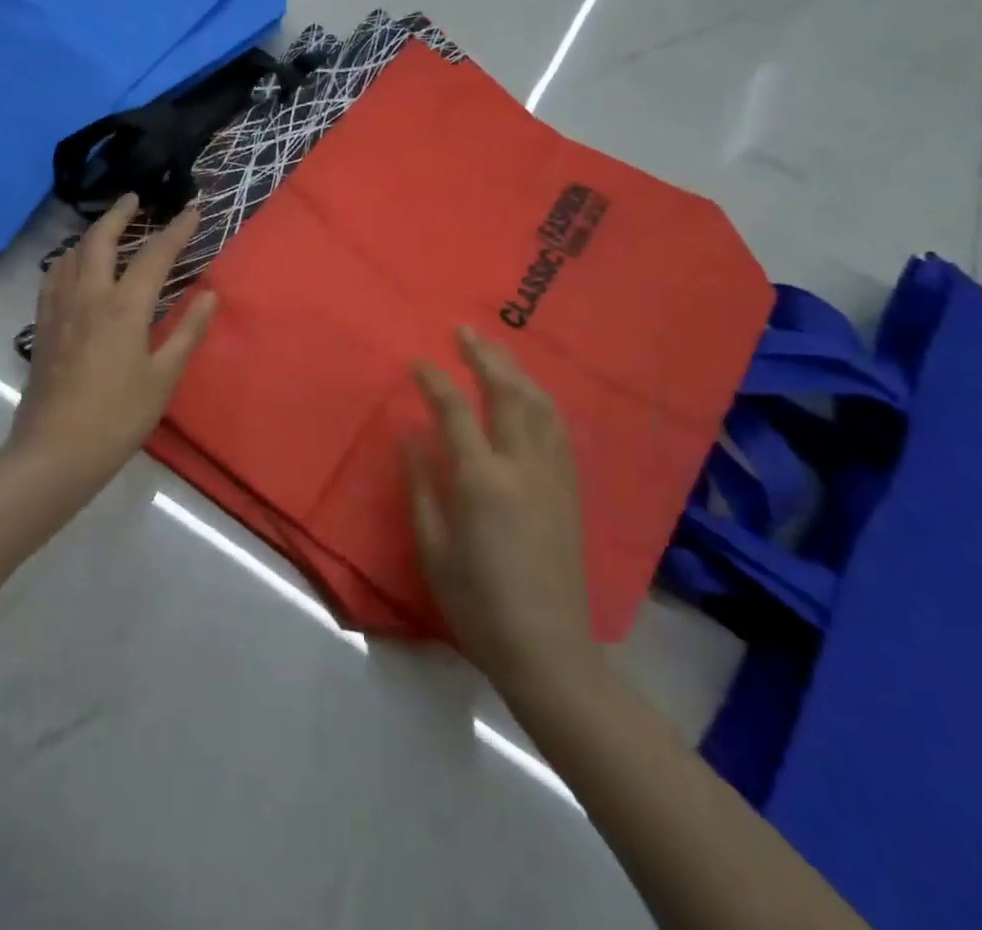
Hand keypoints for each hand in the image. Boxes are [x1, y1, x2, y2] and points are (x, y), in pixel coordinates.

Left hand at [9, 194, 218, 487]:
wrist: (56, 450)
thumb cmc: (118, 416)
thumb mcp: (163, 377)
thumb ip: (188, 331)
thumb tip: (211, 295)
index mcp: (123, 307)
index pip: (154, 256)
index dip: (176, 231)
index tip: (193, 210)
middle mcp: (88, 296)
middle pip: (100, 239)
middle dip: (119, 213)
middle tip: (135, 198)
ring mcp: (59, 309)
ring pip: (70, 253)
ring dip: (91, 233)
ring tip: (106, 229)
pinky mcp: (42, 325)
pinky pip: (53, 276)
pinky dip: (67, 258)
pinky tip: (72, 267)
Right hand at [409, 328, 606, 699]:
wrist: (549, 651)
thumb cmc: (477, 604)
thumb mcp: (433, 548)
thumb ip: (421, 486)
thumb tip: (411, 436)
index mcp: (482, 481)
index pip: (455, 411)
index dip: (433, 380)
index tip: (416, 360)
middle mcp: (523, 467)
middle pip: (506, 393)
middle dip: (483, 355)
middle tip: (463, 330)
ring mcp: (553, 476)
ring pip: (539, 405)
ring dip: (515, 370)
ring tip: (494, 350)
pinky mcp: (571, 490)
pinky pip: (558, 430)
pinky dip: (540, 400)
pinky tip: (530, 393)